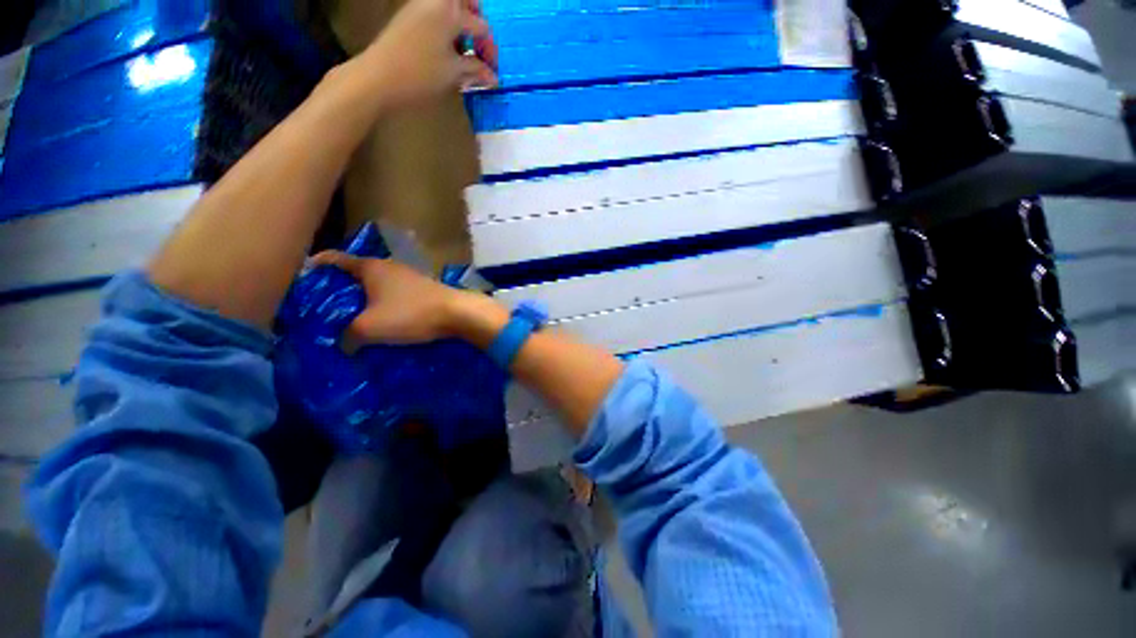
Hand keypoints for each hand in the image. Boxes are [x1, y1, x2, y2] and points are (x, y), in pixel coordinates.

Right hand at [310, 251, 471, 344]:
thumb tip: (343, 345)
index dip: (316, 265)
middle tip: (322, 307)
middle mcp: (389, 266)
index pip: (334, 259)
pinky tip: (382, 320)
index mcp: (371, 267)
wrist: (458, 313)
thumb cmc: (410, 314)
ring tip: (351, 318)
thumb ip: (348, 336)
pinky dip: (383, 304)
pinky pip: (394, 295)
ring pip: (377, 285)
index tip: (301, 277)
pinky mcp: (423, 289)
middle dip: (339, 288)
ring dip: (364, 299)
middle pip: (356, 273)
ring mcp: (409, 277)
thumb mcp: (369, 328)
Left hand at [361, 0, 498, 109]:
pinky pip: (436, 15)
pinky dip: (447, 29)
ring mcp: (419, 7)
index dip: (490, 50)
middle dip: (476, 20)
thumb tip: (493, 77)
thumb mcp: (454, 73)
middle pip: (464, 2)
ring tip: (465, 53)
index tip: (493, 72)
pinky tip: (449, 53)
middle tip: (479, 46)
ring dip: (461, 26)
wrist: (378, 77)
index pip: (481, 26)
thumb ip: (475, 70)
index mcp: (450, 10)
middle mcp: (435, 1)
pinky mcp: (409, 18)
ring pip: (449, 8)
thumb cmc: (421, 73)